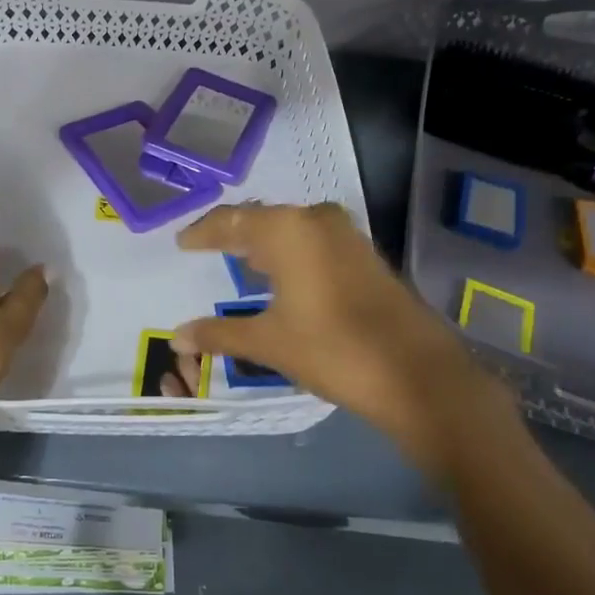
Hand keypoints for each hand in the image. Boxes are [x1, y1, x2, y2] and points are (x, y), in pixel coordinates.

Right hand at [175, 202, 507, 465]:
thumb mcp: (268, 342)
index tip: (182, 242)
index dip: (203, 232)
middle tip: (207, 248)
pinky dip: (291, 254)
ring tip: (241, 262)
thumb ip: (219, 333)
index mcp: (287, 230)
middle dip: (234, 235)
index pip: (231, 221)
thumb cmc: (331, 349)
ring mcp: (346, 236)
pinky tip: (282, 277)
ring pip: (291, 230)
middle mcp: (316, 220)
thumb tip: (178, 335)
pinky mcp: (365, 256)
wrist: (417, 374)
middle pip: (263, 220)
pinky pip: (314, 242)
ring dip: (265, 244)